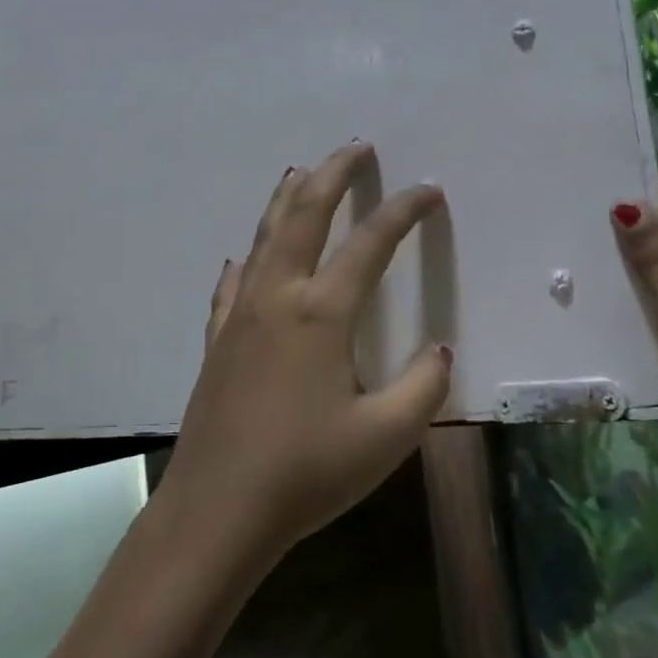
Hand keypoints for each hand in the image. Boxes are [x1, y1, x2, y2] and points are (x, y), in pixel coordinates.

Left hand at [160, 142, 452, 566]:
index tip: (429, 190)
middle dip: (332, 174)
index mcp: (321, 312)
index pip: (371, 243)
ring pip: (264, 238)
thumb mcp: (386, 436)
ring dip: (286, 200)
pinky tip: (243, 259)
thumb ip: (423, 386)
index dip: (404, 211)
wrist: (218, 509)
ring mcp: (239, 316)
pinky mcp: (217, 341)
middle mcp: (277, 297)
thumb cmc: (306, 472)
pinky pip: (232, 285)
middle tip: (354, 148)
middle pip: (304, 214)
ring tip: (301, 174)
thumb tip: (440, 350)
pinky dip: (246, 261)